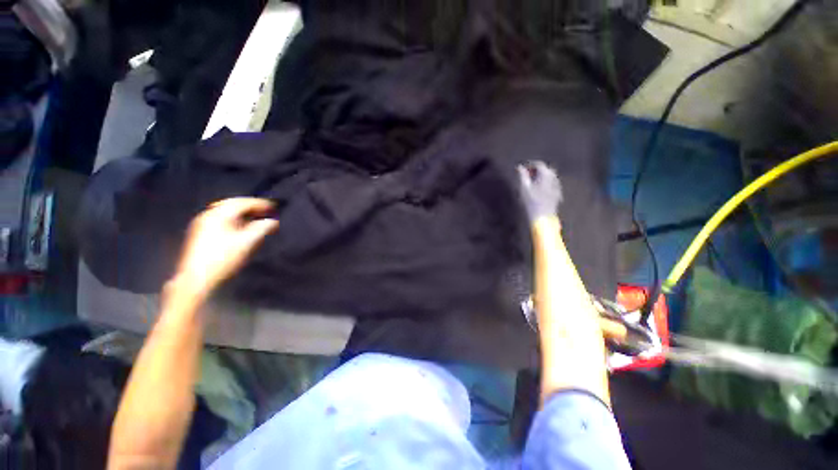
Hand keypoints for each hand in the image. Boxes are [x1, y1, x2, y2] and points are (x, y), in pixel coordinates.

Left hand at [170, 198, 278, 301]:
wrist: (196, 280)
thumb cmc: (223, 259)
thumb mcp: (247, 243)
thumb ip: (262, 229)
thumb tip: (273, 221)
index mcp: (218, 214)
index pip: (243, 202)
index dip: (260, 203)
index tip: (275, 207)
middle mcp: (208, 215)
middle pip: (232, 204)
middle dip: (251, 206)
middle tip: (266, 211)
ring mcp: (201, 224)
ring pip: (225, 212)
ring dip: (242, 213)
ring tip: (256, 218)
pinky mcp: (200, 233)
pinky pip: (220, 219)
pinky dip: (234, 219)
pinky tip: (241, 227)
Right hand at [517, 161, 562, 221]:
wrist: (543, 217)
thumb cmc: (531, 202)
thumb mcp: (524, 188)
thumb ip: (522, 176)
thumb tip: (519, 167)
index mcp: (546, 175)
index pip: (539, 164)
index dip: (529, 165)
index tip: (522, 169)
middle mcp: (554, 178)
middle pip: (546, 170)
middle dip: (536, 171)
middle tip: (526, 176)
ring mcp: (558, 186)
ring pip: (549, 177)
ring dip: (541, 177)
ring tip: (531, 183)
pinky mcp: (558, 193)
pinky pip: (551, 184)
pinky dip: (545, 183)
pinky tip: (538, 190)